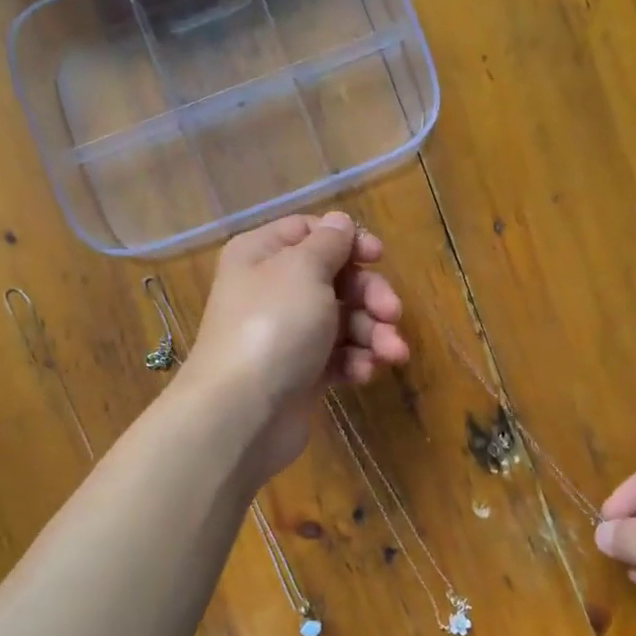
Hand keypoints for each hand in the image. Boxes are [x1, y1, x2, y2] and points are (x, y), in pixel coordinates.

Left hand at [183, 211, 408, 479]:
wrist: (243, 413)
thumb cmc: (273, 326)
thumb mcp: (304, 270)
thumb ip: (329, 243)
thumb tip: (340, 223)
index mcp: (262, 254)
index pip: (310, 232)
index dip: (348, 241)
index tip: (378, 256)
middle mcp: (272, 289)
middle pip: (335, 278)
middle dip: (370, 295)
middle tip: (392, 313)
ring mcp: (287, 334)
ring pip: (342, 320)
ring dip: (372, 333)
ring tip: (392, 353)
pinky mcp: (301, 372)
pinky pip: (337, 356)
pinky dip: (355, 361)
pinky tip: (364, 373)